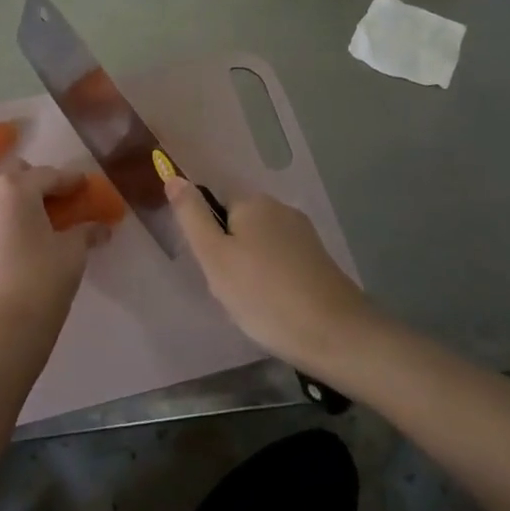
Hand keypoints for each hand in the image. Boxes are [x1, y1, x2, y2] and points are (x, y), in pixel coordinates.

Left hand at [0, 162, 107, 336]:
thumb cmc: (40, 281)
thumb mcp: (72, 253)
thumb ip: (85, 232)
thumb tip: (101, 227)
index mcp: (15, 187)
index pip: (49, 175)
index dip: (71, 180)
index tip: (85, 185)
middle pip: (18, 177)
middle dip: (39, 184)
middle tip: (60, 203)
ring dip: (19, 201)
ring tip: (40, 222)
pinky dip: (5, 219)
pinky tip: (21, 237)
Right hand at [166, 177, 370, 370]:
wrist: (336, 335)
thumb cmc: (264, 295)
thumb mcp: (214, 257)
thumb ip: (192, 215)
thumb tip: (173, 176)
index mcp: (253, 202)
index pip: (214, 206)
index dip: (208, 239)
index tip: (213, 270)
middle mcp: (280, 209)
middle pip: (237, 226)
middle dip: (229, 257)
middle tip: (231, 292)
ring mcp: (304, 234)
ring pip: (258, 247)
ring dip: (250, 272)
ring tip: (254, 306)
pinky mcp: (319, 260)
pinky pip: (281, 263)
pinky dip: (272, 282)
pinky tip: (276, 308)